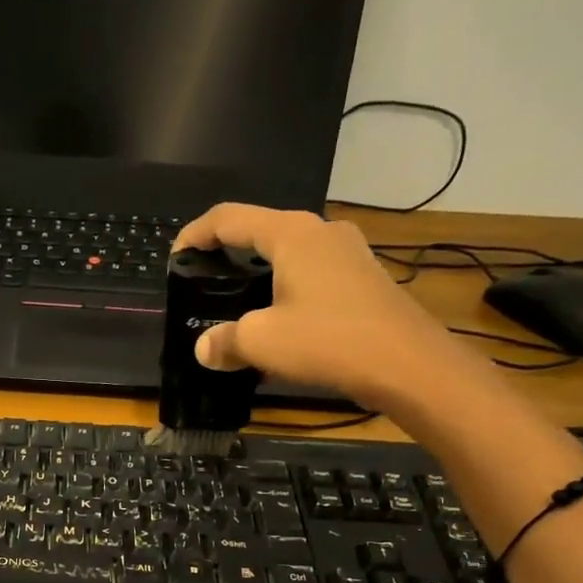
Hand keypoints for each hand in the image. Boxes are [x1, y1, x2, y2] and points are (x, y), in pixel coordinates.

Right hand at [173, 203, 495, 419]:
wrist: (406, 364)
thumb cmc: (328, 340)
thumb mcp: (262, 342)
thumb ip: (225, 340)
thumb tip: (204, 347)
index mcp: (291, 234)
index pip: (230, 218)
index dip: (196, 233)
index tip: (175, 257)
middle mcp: (321, 231)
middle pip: (262, 232)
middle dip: (229, 256)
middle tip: (205, 284)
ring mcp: (348, 253)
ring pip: (290, 255)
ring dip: (260, 276)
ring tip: (238, 307)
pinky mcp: (363, 279)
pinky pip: (312, 275)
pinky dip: (286, 291)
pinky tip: (279, 323)